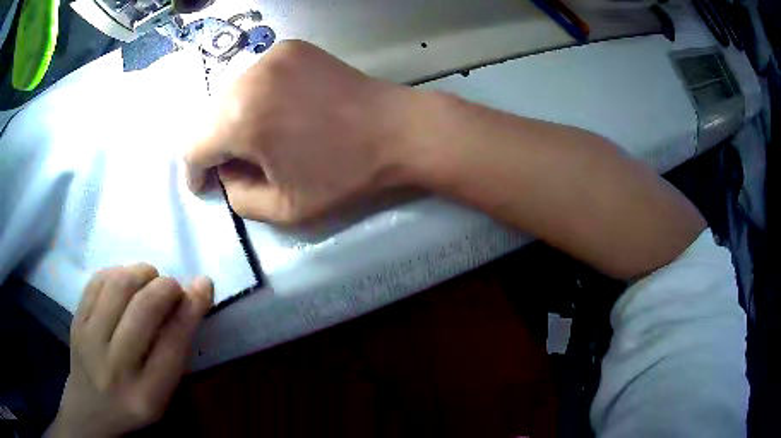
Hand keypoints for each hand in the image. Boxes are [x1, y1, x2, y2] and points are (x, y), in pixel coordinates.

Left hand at [47, 264, 212, 437]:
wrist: (90, 409)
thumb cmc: (133, 404)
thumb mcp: (162, 394)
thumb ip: (175, 352)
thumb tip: (192, 299)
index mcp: (147, 394)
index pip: (173, 344)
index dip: (191, 308)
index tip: (203, 285)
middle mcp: (116, 366)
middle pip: (144, 309)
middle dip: (166, 286)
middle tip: (172, 288)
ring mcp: (90, 339)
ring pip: (118, 285)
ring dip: (141, 273)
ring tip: (149, 280)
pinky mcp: (75, 320)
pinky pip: (97, 280)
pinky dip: (117, 272)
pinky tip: (125, 282)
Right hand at [185, 40, 414, 223]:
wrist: (397, 129)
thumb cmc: (345, 174)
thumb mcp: (284, 208)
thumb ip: (238, 198)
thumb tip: (225, 174)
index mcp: (242, 118)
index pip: (194, 147)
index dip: (195, 172)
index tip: (205, 186)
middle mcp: (249, 77)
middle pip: (209, 119)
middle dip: (217, 147)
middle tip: (240, 166)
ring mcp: (272, 56)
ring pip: (230, 96)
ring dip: (235, 121)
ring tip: (264, 140)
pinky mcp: (291, 48)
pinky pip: (256, 79)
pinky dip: (257, 99)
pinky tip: (280, 113)